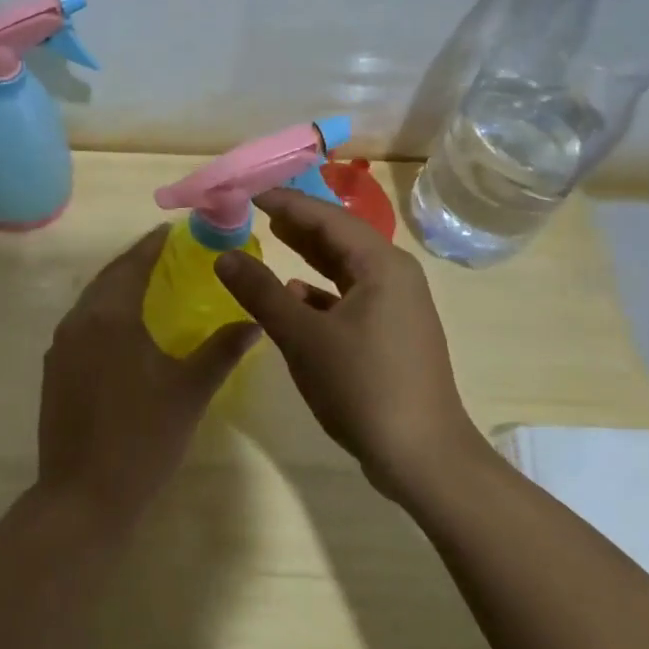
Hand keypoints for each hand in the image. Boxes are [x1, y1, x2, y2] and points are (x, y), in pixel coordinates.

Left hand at [37, 227, 257, 524]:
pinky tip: (124, 327)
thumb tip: (254, 319)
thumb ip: (221, 350)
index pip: (133, 264)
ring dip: (118, 286)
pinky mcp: (54, 369)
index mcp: (109, 316)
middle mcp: (78, 320)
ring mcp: (60, 346)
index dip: (153, 244)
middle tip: (166, 253)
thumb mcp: (189, 391)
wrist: (82, 497)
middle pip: (109, 277)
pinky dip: (104, 312)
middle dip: (136, 261)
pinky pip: (81, 324)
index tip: (173, 230)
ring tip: (149, 283)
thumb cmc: (141, 438)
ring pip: (92, 301)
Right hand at [214, 189, 483, 497]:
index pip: (325, 216)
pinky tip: (294, 294)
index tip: (247, 191)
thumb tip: (225, 256)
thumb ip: (261, 292)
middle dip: (297, 221)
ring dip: (308, 252)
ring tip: (271, 235)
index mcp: (380, 264)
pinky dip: (321, 288)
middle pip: (339, 235)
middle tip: (254, 208)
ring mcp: (397, 305)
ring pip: (345, 265)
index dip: (284, 201)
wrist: (422, 458)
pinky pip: (351, 293)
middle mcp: (394, 275)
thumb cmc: (362, 386)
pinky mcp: (392, 332)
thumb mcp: (302, 336)